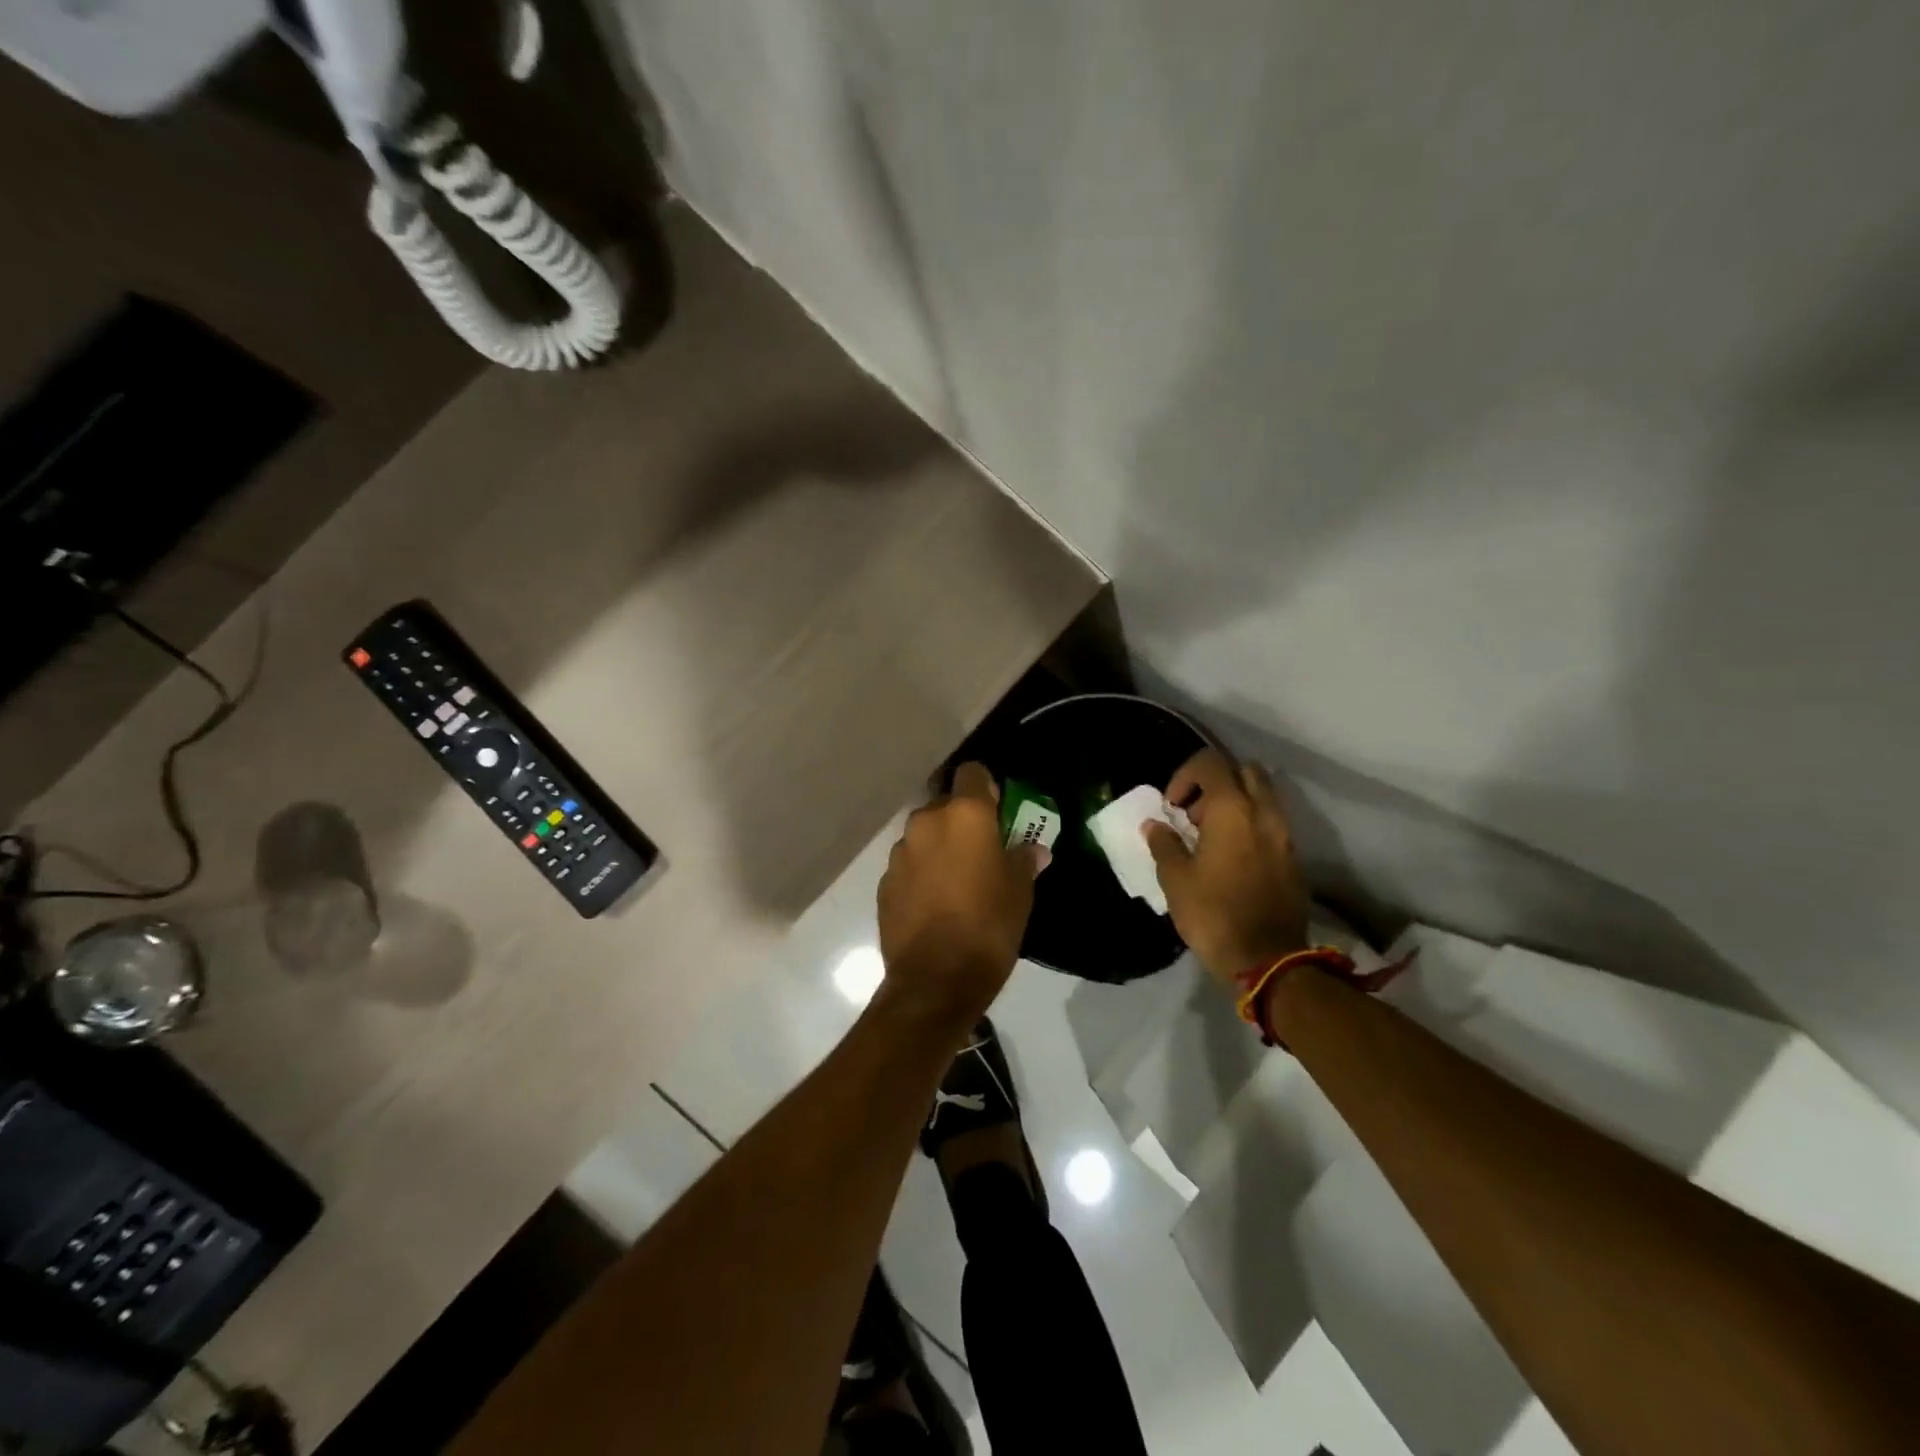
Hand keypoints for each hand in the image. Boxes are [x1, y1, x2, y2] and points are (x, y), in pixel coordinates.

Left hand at [877, 762, 1046, 1026]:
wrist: (935, 980)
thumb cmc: (988, 926)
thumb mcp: (1020, 892)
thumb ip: (1023, 860)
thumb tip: (1032, 849)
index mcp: (964, 814)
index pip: (972, 773)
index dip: (986, 787)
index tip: (998, 811)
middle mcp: (927, 822)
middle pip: (946, 806)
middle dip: (962, 822)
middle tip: (982, 852)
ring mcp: (900, 852)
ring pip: (925, 836)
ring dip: (940, 849)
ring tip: (957, 882)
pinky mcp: (884, 882)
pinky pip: (909, 865)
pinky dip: (921, 874)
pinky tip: (935, 904)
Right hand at [1144, 749, 1309, 985]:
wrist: (1268, 959)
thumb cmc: (1213, 914)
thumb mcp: (1175, 879)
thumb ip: (1164, 844)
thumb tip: (1155, 825)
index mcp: (1232, 809)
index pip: (1210, 763)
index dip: (1185, 775)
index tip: (1172, 806)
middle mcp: (1264, 812)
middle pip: (1243, 770)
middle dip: (1216, 782)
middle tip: (1194, 813)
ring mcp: (1284, 834)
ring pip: (1262, 796)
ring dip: (1236, 803)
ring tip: (1211, 836)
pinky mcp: (1293, 857)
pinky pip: (1272, 823)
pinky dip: (1251, 825)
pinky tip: (1232, 857)